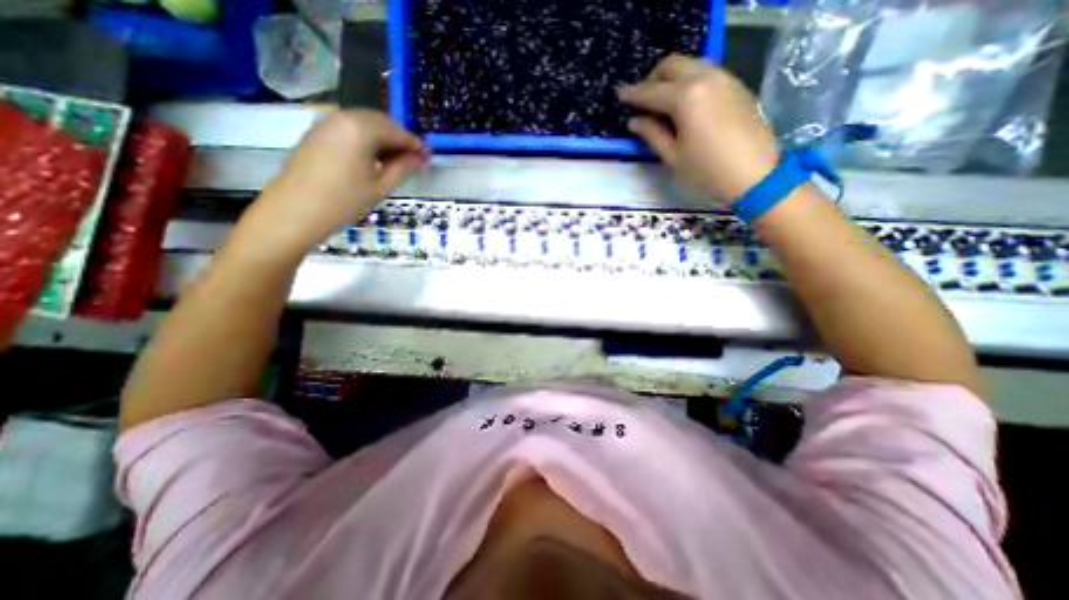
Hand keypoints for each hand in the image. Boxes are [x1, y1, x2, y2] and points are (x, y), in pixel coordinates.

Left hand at [240, 107, 427, 257]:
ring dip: (384, 137)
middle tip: (414, 159)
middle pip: (382, 121)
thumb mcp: (380, 186)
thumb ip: (402, 167)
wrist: (296, 209)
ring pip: (366, 122)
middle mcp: (344, 117)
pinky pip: (350, 127)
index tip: (429, 157)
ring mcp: (327, 122)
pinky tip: (373, 157)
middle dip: (400, 138)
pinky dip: (367, 137)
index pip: (397, 131)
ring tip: (396, 160)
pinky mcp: (318, 131)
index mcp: (361, 129)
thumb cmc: (344, 201)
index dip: (415, 145)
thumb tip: (421, 158)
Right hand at [619, 57, 777, 205]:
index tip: (620, 95)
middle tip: (642, 100)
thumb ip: (652, 133)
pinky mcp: (737, 86)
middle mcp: (706, 78)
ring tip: (662, 102)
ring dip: (672, 78)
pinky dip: (690, 81)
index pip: (651, 91)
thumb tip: (635, 121)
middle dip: (652, 78)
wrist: (755, 176)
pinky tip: (685, 104)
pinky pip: (707, 73)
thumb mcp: (673, 157)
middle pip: (672, 65)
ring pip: (691, 64)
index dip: (633, 94)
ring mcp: (725, 78)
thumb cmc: (707, 172)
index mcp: (686, 98)